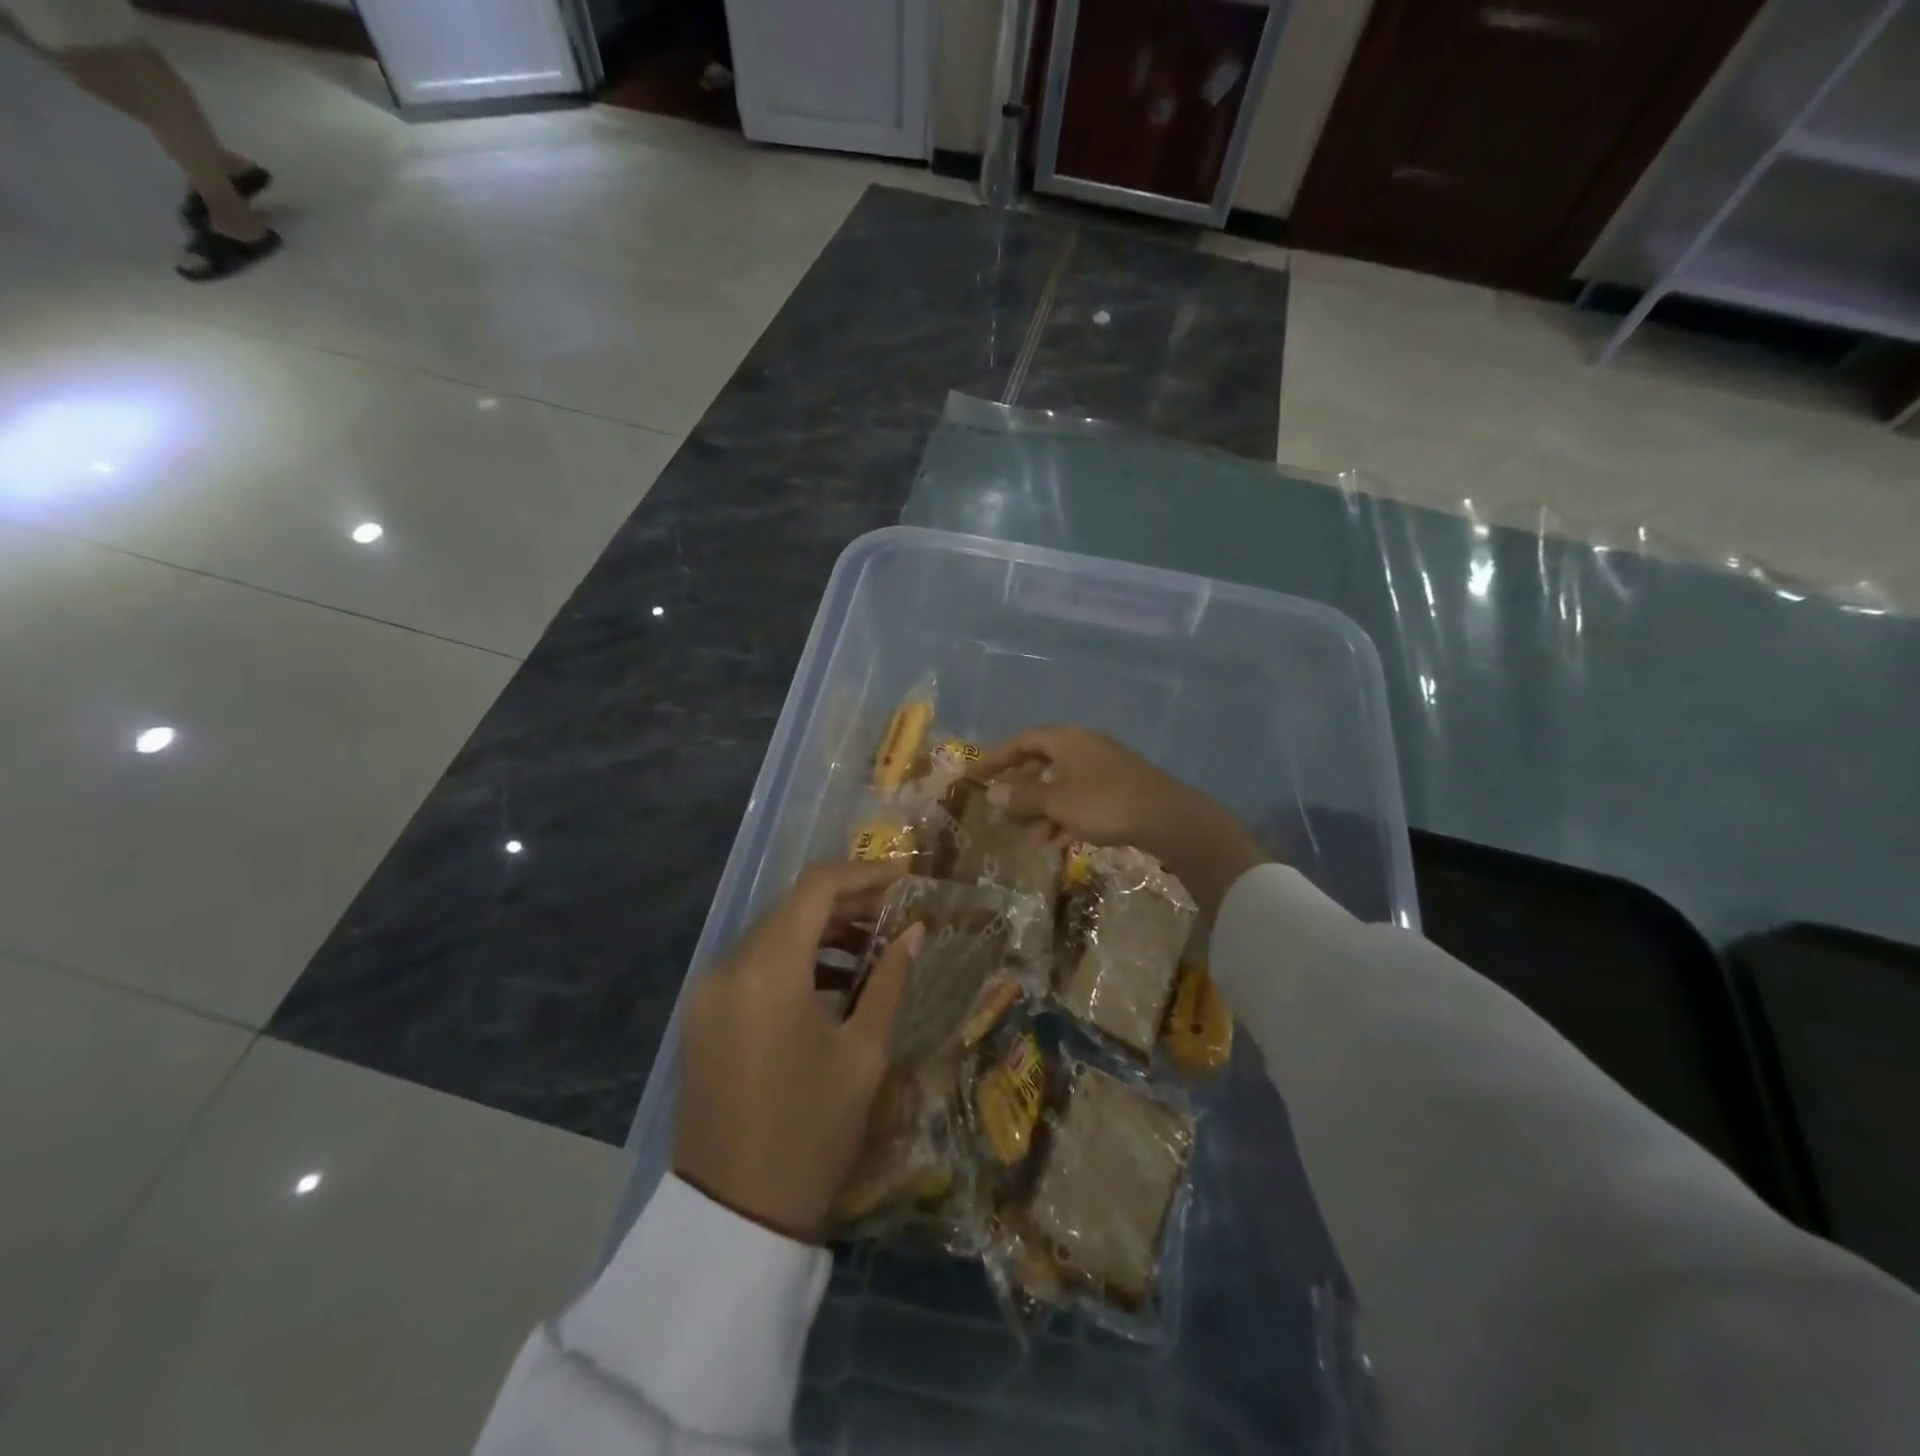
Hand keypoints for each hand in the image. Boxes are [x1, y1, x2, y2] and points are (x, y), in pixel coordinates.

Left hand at [674, 861, 923, 1241]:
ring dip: (821, 932)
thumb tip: (914, 932)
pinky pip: (754, 966)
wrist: (732, 1217)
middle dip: (847, 904)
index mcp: (768, 970)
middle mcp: (728, 967)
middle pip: (792, 908)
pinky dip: (794, 961)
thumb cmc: (810, 1132)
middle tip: (895, 918)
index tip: (904, 881)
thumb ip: (890, 981)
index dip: (864, 874)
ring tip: (871, 949)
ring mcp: (709, 992)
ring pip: (772, 935)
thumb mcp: (864, 1054)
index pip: (816, 888)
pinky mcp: (703, 1017)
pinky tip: (833, 983)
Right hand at [977, 724, 1267, 918]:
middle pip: (1043, 762)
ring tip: (1032, 837)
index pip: (1023, 741)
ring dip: (1044, 809)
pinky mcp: (1120, 788)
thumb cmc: (1103, 804)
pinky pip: (1083, 797)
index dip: (997, 758)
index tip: (977, 776)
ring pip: (1063, 784)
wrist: (1168, 818)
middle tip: (1004, 809)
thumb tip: (993, 792)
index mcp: (1067, 739)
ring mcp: (1105, 767)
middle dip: (1022, 788)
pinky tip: (1059, 841)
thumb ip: (1023, 798)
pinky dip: (1067, 815)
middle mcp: (1084, 746)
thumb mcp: (1057, 803)